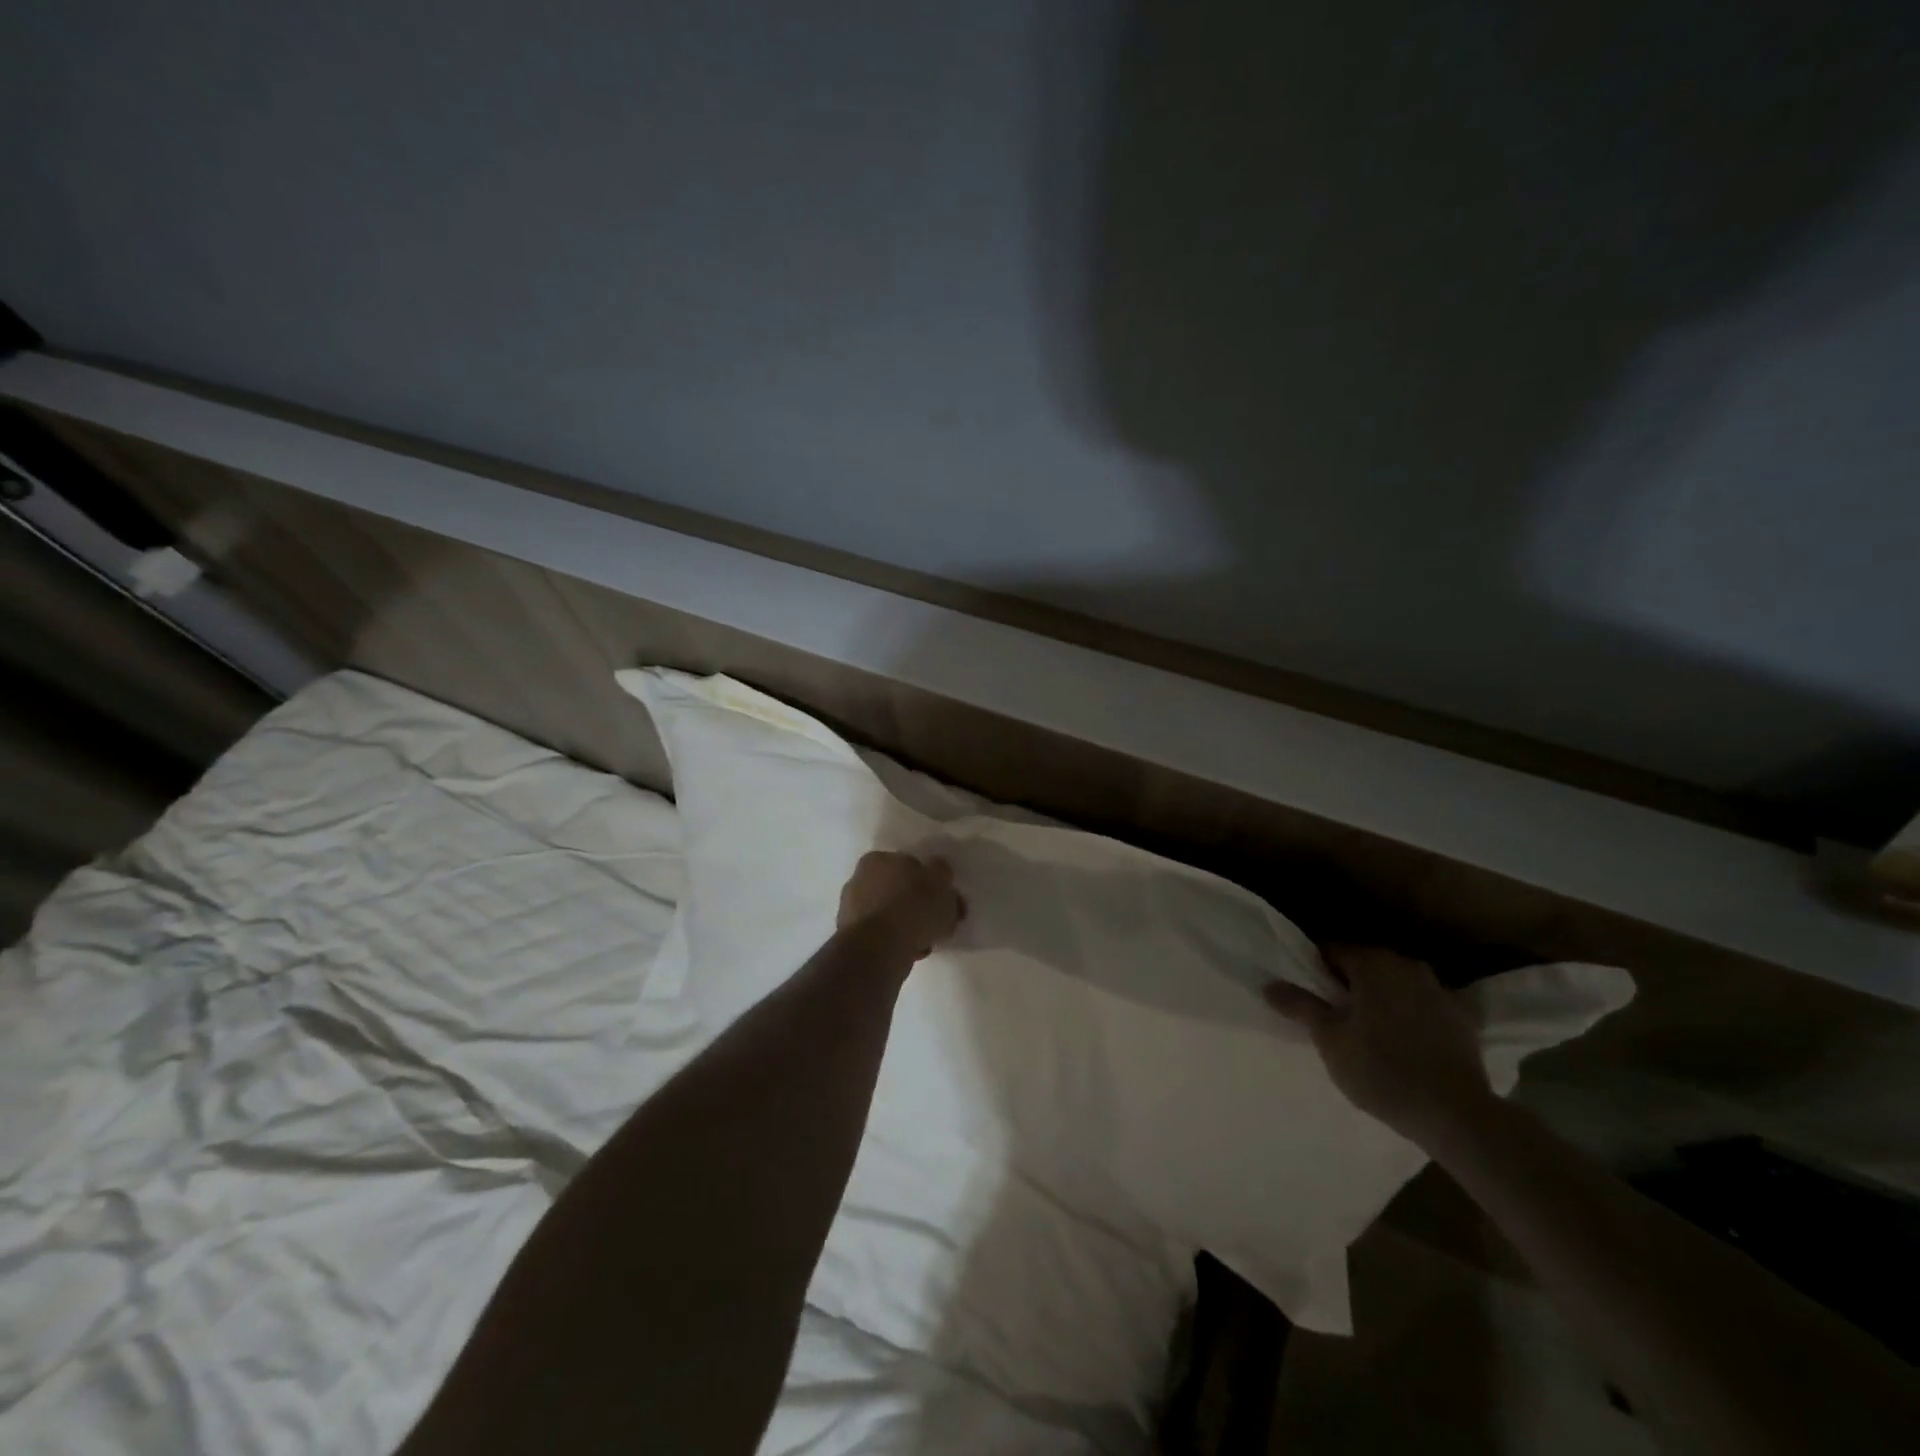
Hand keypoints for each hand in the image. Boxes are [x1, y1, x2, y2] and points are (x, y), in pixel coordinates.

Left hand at [837, 852, 965, 960]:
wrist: (878, 948)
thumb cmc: (912, 907)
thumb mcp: (941, 881)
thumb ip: (942, 873)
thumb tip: (938, 875)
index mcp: (878, 859)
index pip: (909, 865)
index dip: (929, 883)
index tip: (943, 901)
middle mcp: (859, 879)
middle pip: (898, 891)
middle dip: (917, 907)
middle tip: (937, 924)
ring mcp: (851, 910)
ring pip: (890, 916)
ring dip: (907, 927)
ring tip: (926, 943)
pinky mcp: (851, 938)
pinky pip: (882, 937)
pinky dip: (896, 943)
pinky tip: (911, 953)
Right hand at [1265, 946, 1493, 1147]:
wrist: (1457, 1115)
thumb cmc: (1381, 1070)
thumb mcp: (1329, 1039)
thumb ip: (1299, 1006)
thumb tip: (1270, 984)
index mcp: (1372, 962)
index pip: (1330, 951)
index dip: (1313, 971)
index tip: (1306, 995)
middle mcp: (1407, 964)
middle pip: (1364, 966)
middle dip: (1346, 984)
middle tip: (1331, 1016)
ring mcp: (1439, 989)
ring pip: (1394, 985)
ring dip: (1378, 999)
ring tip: (1366, 1031)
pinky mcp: (1462, 1018)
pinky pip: (1421, 1006)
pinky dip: (1407, 1015)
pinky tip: (1402, 1043)